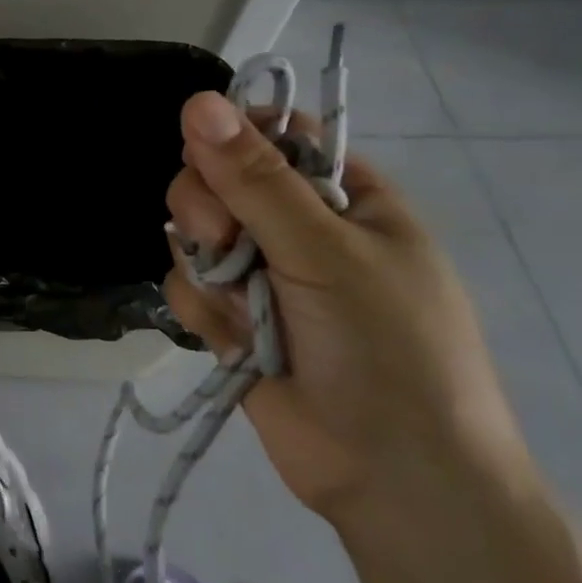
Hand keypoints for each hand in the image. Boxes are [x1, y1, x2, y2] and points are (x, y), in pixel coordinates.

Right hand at [162, 91, 535, 529]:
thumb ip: (254, 178)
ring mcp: (261, 276)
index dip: (231, 138)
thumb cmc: (387, 350)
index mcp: (343, 196)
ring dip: (206, 268)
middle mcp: (297, 228)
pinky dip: (203, 313)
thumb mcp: (325, 251)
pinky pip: (186, 288)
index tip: (210, 158)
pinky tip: (234, 344)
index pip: (271, 134)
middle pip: (215, 181)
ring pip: (191, 234)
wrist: (394, 481)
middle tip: (228, 243)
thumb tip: (197, 101)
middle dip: (208, 210)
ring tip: (242, 309)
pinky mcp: (231, 320)